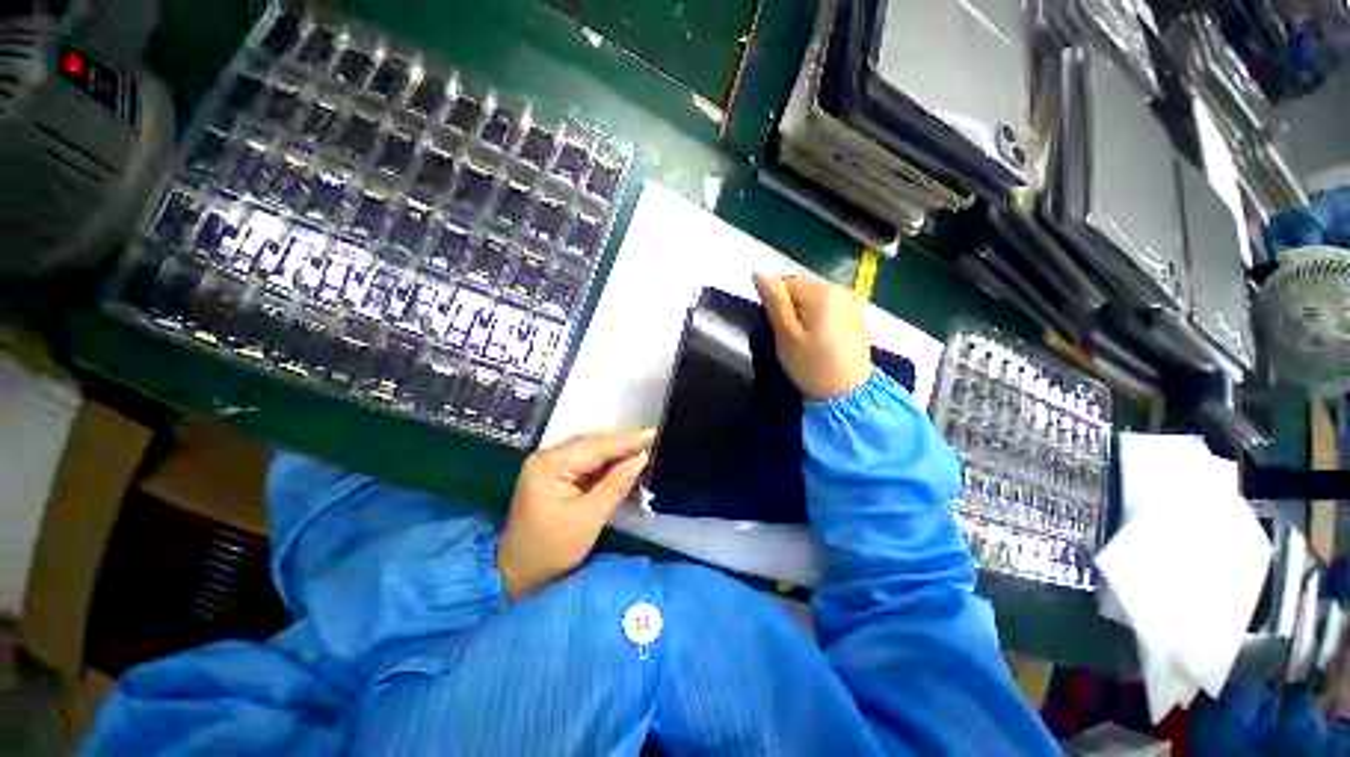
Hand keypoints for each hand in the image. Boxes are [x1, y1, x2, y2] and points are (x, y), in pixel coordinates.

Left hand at [498, 430, 654, 598]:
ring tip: (644, 448)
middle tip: (652, 440)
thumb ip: (615, 485)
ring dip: (616, 451)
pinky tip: (624, 462)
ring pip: (590, 450)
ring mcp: (549, 464)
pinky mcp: (555, 474)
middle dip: (622, 444)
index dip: (626, 441)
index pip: (595, 446)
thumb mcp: (588, 519)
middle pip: (592, 443)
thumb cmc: (551, 551)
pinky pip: (586, 461)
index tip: (653, 434)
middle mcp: (547, 457)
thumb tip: (641, 458)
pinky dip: (606, 462)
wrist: (517, 575)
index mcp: (549, 466)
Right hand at [755, 273, 871, 399]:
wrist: (848, 395)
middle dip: (790, 308)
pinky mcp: (857, 315)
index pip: (785, 282)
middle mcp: (840, 289)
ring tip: (805, 341)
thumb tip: (760, 273)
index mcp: (821, 292)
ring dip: (804, 313)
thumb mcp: (786, 335)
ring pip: (814, 298)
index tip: (777, 328)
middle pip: (801, 288)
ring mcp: (852, 302)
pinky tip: (821, 340)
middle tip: (789, 338)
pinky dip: (819, 319)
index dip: (775, 304)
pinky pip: (828, 308)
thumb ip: (774, 302)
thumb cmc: (811, 366)